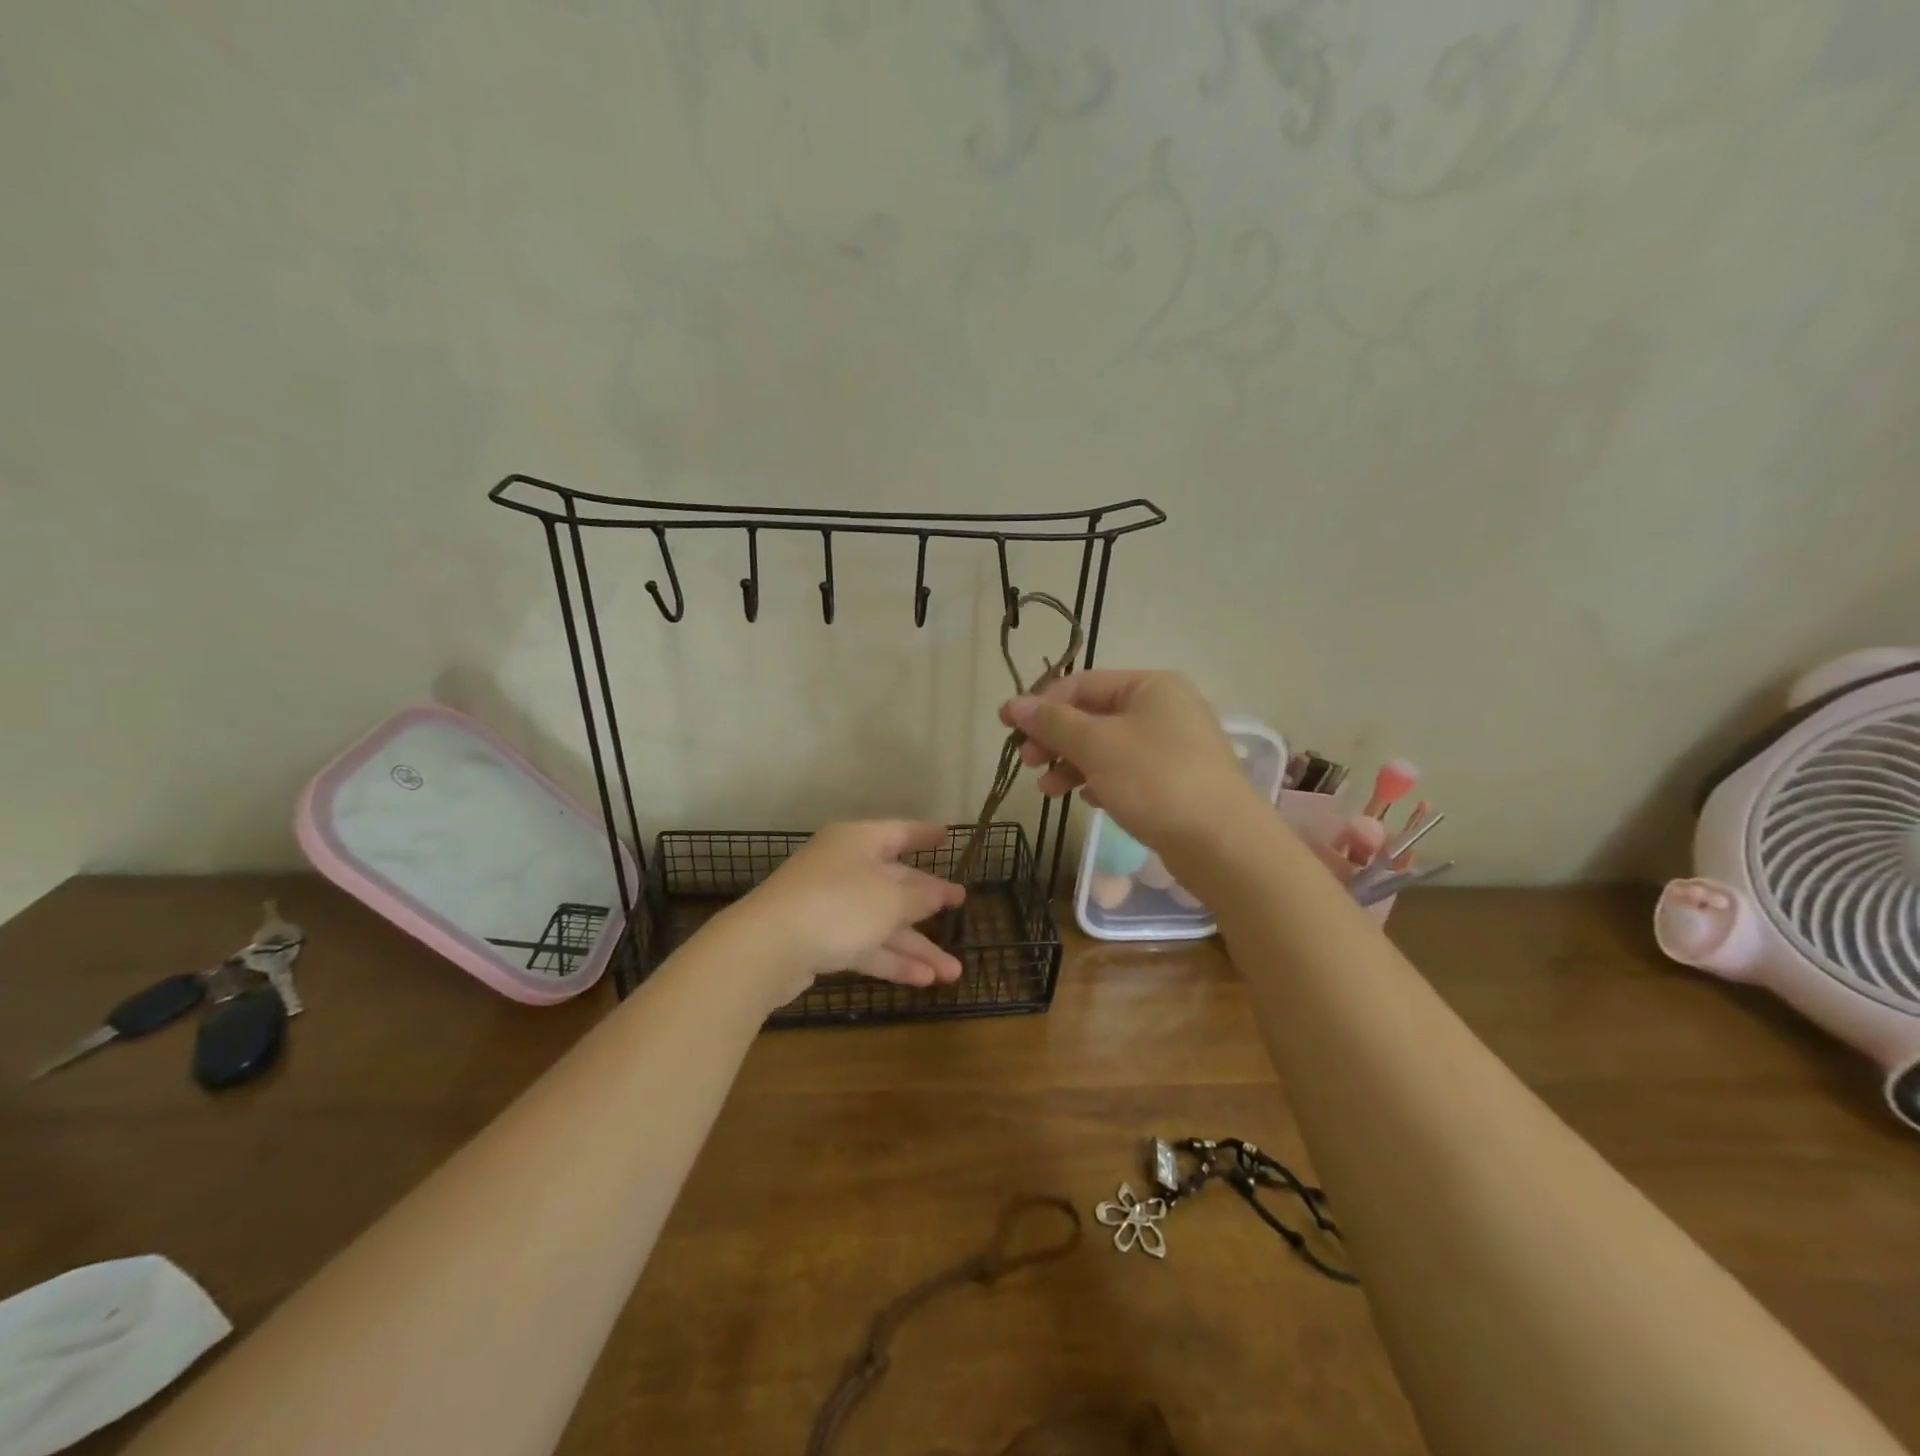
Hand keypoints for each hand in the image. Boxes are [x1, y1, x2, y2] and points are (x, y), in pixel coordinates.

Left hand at [724, 821, 966, 1008]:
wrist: (765, 948)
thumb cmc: (837, 906)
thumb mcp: (890, 899)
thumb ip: (920, 896)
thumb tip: (939, 892)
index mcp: (858, 841)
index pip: (900, 832)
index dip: (925, 835)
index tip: (948, 835)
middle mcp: (844, 867)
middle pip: (894, 881)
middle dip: (929, 903)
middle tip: (960, 908)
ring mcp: (830, 905)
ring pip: (883, 921)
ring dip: (917, 946)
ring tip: (953, 973)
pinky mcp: (819, 940)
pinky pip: (865, 945)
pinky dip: (892, 960)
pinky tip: (923, 981)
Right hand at [1001, 670, 1259, 862]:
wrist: (1223, 844)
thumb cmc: (1156, 781)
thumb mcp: (1097, 746)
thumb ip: (1053, 723)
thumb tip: (1013, 704)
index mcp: (1150, 686)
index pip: (1082, 684)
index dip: (1041, 704)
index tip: (1007, 728)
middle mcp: (1165, 708)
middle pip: (1094, 714)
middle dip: (1056, 738)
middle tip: (1027, 763)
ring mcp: (1173, 746)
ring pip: (1108, 746)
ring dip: (1072, 763)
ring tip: (1047, 789)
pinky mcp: (1176, 781)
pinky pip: (1127, 771)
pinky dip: (1100, 780)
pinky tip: (1086, 799)